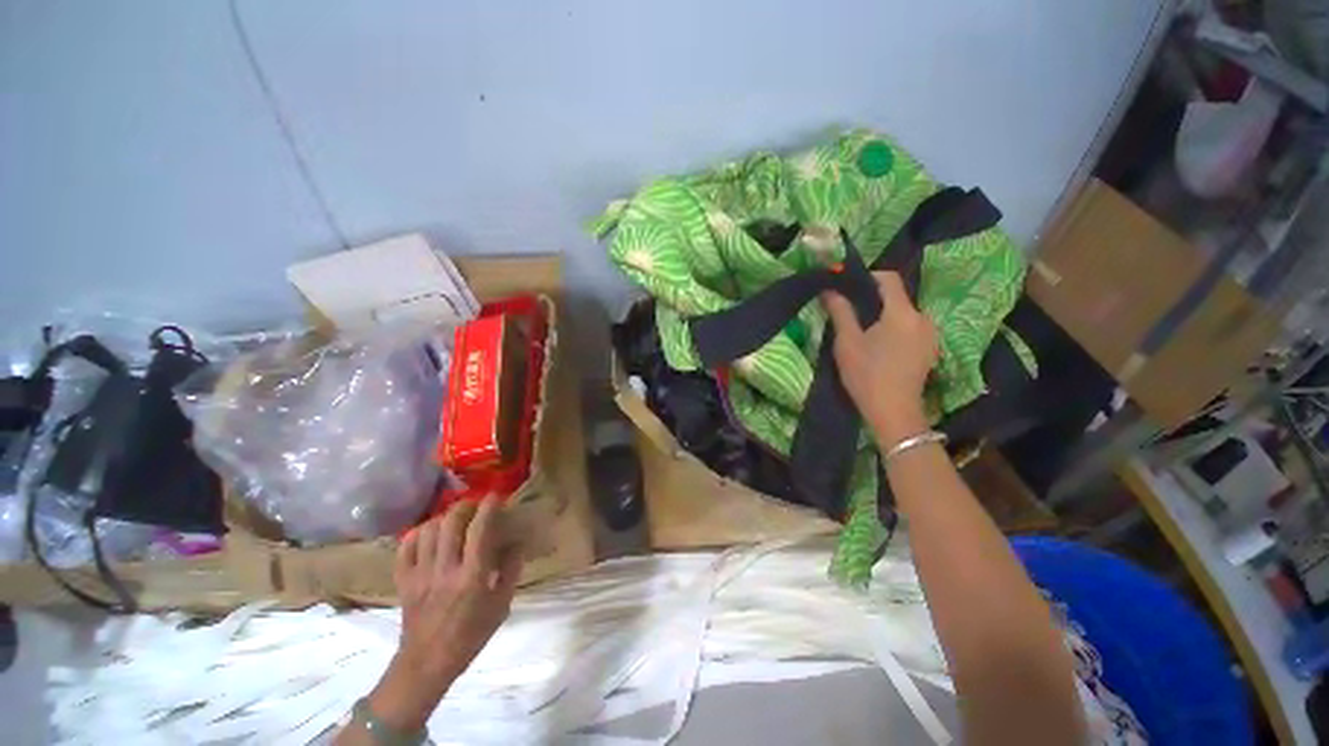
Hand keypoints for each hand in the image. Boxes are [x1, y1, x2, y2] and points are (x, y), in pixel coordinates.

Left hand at [365, 497, 522, 732]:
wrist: (427, 664)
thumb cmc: (471, 635)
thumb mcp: (502, 605)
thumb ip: (511, 570)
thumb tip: (517, 542)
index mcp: (473, 576)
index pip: (480, 530)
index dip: (489, 508)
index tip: (496, 497)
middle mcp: (445, 570)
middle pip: (451, 523)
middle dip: (465, 507)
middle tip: (475, 507)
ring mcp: (420, 575)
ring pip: (428, 531)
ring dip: (443, 518)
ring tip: (453, 520)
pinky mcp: (403, 581)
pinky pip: (405, 548)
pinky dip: (417, 534)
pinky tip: (428, 534)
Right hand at [822, 271, 938, 445]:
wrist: (894, 413)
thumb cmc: (867, 375)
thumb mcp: (847, 342)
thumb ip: (840, 312)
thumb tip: (829, 289)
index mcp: (903, 313)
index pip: (889, 278)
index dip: (867, 276)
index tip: (847, 286)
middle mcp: (923, 318)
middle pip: (897, 297)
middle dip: (873, 299)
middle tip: (848, 311)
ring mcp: (931, 335)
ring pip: (903, 313)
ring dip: (883, 315)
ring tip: (862, 330)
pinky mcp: (930, 349)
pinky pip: (910, 328)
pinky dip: (894, 328)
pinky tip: (879, 345)